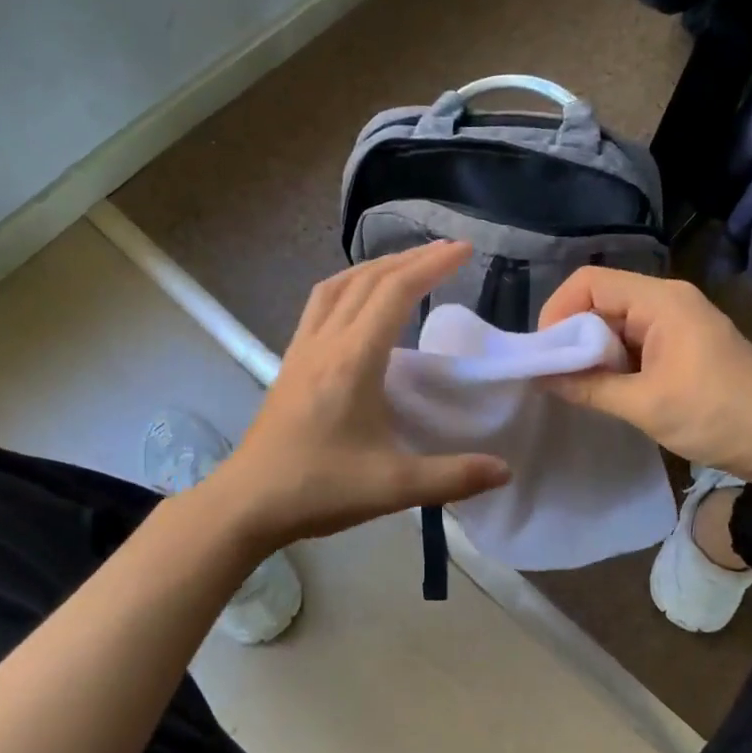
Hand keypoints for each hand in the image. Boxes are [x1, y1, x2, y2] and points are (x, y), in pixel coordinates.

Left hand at [212, 242, 511, 551]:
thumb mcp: (392, 487)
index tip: (464, 250)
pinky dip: (348, 286)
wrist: (247, 502)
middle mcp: (326, 342)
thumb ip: (452, 477)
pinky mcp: (290, 362)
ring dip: (375, 267)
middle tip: (447, 251)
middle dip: (410, 258)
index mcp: (353, 360)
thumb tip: (505, 470)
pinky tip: (359, 303)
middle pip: (368, 279)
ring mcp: (303, 349)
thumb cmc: (318, 488)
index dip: (432, 266)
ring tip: (406, 265)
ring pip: (338, 286)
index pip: (395, 293)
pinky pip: (321, 304)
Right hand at [538, 268, 751, 490]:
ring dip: (595, 353)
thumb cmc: (719, 416)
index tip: (545, 354)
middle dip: (573, 336)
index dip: (558, 311)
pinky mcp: (686, 346)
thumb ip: (589, 387)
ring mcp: (679, 323)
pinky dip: (616, 363)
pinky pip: (636, 343)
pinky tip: (608, 391)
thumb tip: (540, 377)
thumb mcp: (646, 405)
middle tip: (557, 377)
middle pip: (601, 301)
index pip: (589, 282)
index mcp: (661, 301)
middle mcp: (668, 301)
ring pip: (617, 324)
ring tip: (579, 388)